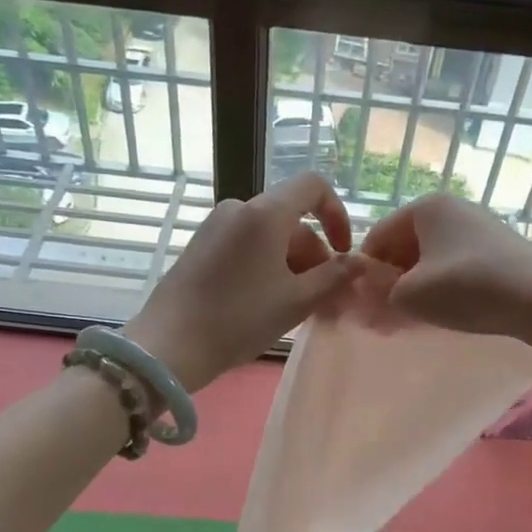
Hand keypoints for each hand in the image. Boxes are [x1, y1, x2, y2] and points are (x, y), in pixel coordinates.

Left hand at [125, 174, 363, 390]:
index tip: (345, 253)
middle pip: (291, 219)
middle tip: (325, 298)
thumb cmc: (240, 319)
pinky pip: (246, 246)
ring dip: (292, 264)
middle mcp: (239, 208)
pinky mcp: (200, 246)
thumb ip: (334, 277)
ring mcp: (215, 226)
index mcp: (265, 212)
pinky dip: (266, 265)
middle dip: (314, 254)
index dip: (337, 215)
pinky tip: (267, 302)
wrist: (170, 344)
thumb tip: (361, 261)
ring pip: (268, 236)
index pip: (313, 187)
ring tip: (297, 307)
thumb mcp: (296, 301)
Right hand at [360, 194, 531, 336]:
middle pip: (403, 247)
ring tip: (412, 320)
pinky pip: (452, 266)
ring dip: (414, 288)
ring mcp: (475, 227)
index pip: (377, 238)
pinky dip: (441, 287)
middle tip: (386, 317)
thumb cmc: (466, 288)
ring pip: (428, 260)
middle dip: (391, 282)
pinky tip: (442, 312)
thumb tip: (368, 298)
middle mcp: (450, 209)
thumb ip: (379, 295)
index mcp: (425, 207)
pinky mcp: (494, 249)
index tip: (365, 306)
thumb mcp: (410, 295)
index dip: (365, 273)